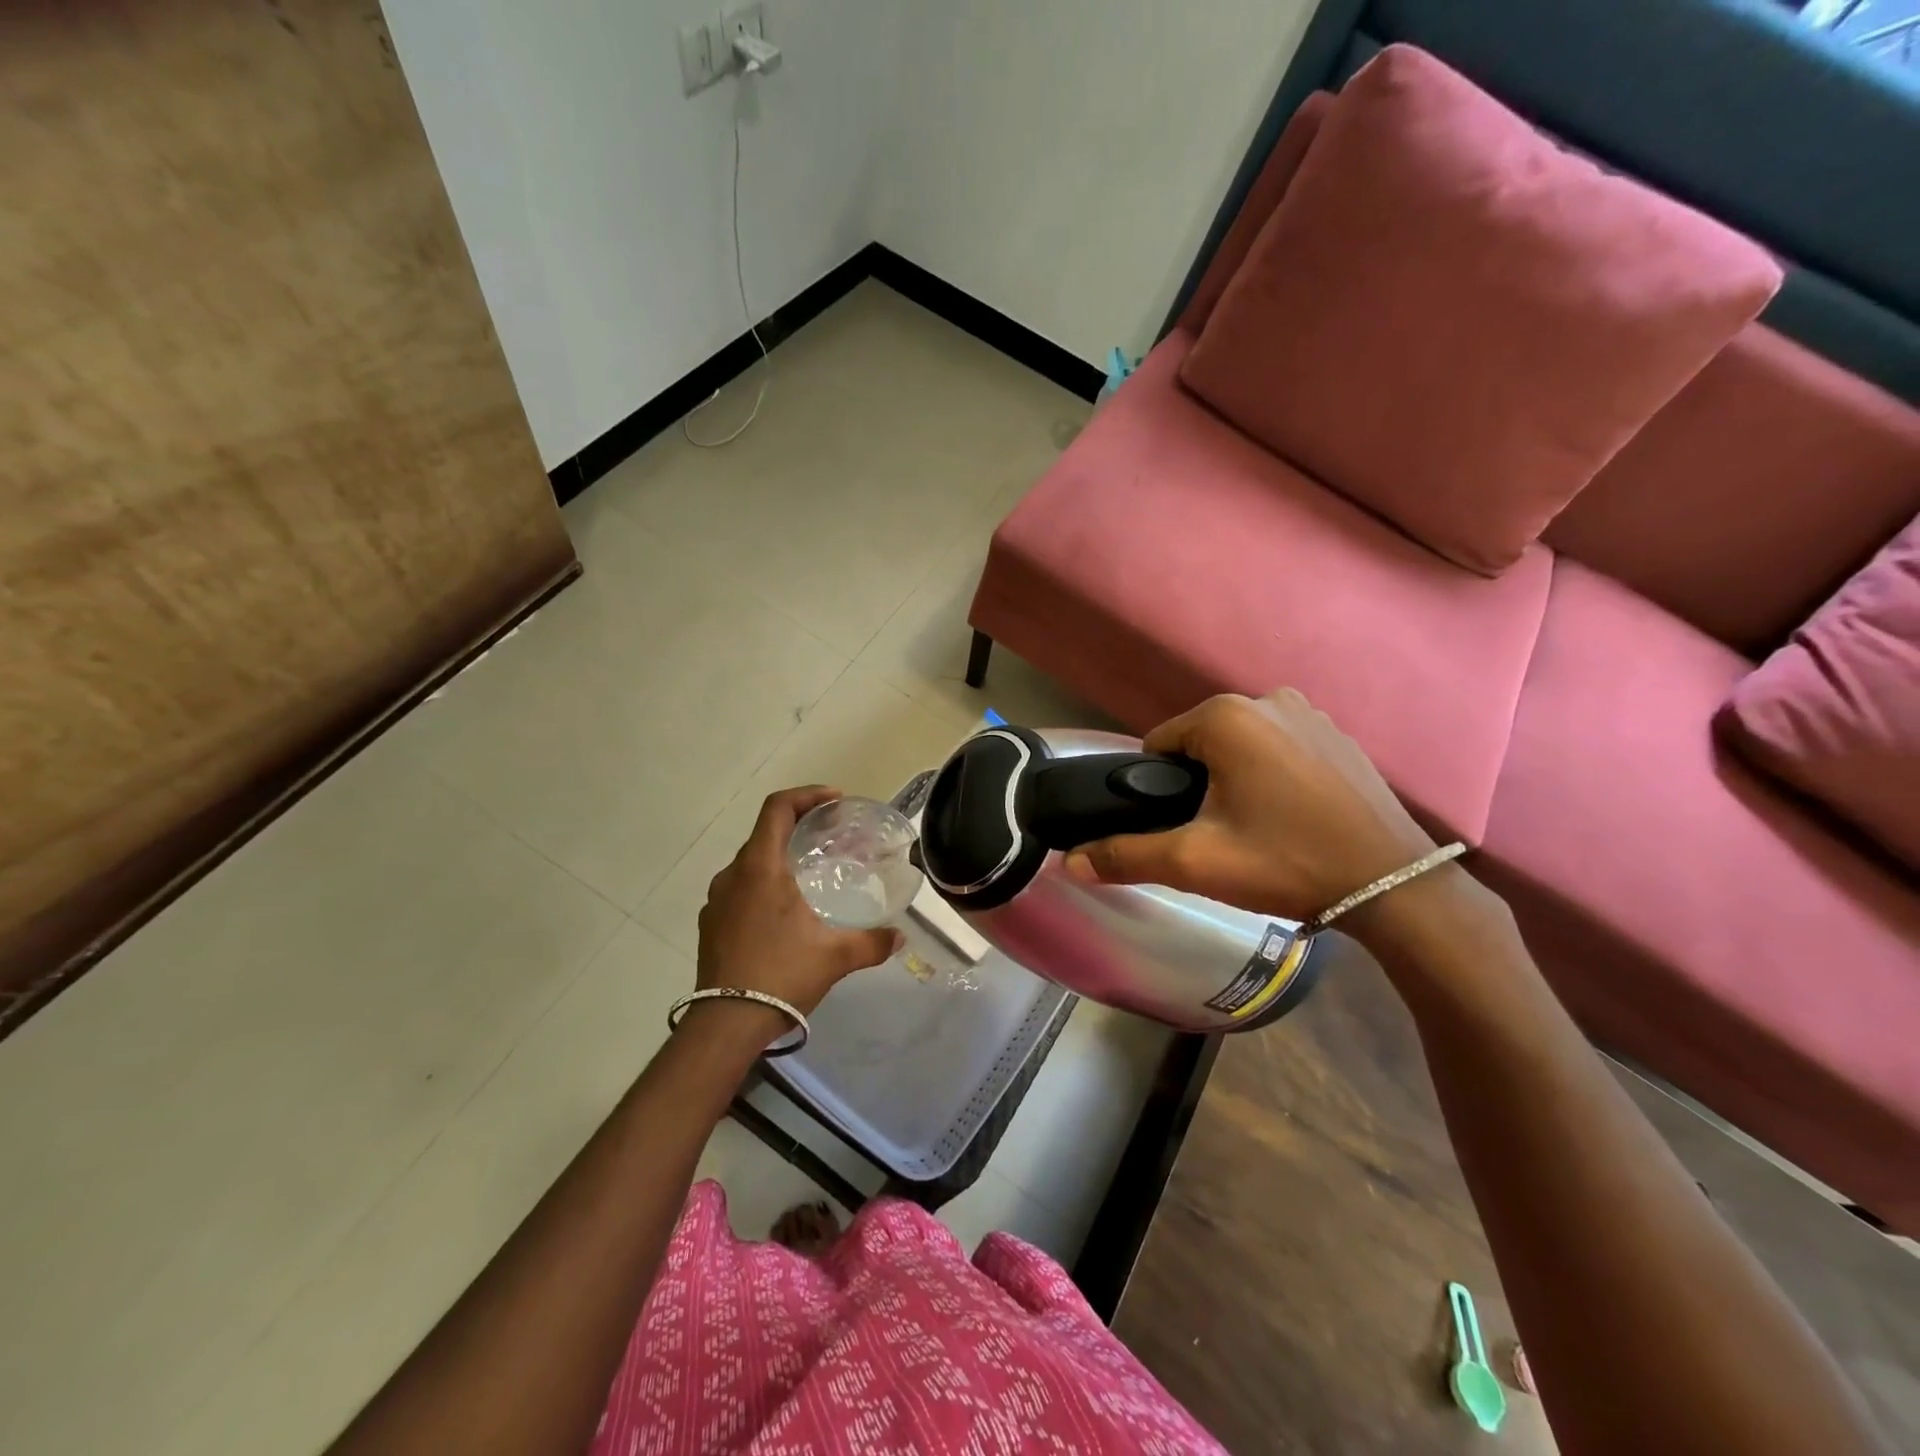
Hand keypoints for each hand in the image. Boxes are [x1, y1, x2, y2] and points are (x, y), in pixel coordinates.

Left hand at [695, 787, 902, 1025]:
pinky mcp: (710, 924)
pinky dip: (763, 885)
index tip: (834, 801)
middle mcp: (733, 875)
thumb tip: (899, 937)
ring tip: (809, 874)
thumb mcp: (835, 957)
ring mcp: (717, 900)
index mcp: (761, 868)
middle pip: (765, 832)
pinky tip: (784, 912)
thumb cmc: (781, 976)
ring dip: (780, 858)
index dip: (807, 795)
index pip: (778, 808)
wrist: (725, 1024)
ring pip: (751, 863)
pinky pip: (739, 889)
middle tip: (830, 837)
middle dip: (799, 826)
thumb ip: (871, 942)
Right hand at [1062, 690, 1438, 922]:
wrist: (1394, 886)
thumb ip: (1126, 856)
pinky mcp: (1339, 735)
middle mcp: (1267, 699)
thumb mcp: (1196, 862)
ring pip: (1240, 746)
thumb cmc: (1286, 863)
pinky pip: (1280, 748)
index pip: (1158, 746)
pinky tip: (1292, 816)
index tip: (1182, 828)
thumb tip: (1068, 863)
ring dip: (1234, 779)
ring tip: (1257, 830)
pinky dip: (1273, 775)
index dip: (1159, 790)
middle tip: (1220, 836)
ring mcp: (1310, 713)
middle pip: (1199, 744)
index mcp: (1225, 716)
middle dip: (1198, 785)